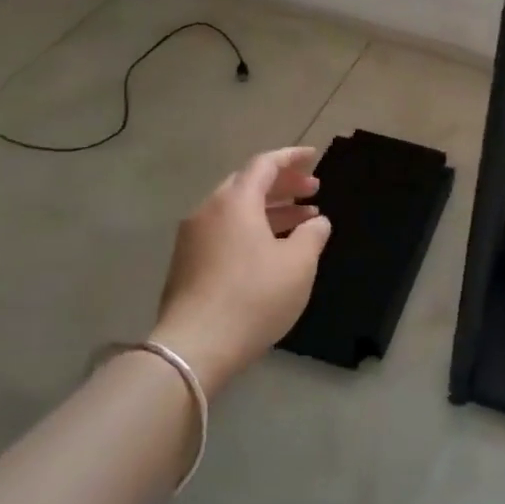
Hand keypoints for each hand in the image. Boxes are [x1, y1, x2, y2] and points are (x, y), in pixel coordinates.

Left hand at [155, 147, 331, 385]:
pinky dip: (252, 229)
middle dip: (283, 184)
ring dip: (270, 210)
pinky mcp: (187, 263)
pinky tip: (273, 248)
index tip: (314, 156)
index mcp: (235, 202)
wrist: (194, 347)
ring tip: (302, 221)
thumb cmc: (254, 298)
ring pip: (236, 210)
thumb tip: (317, 220)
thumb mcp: (298, 264)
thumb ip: (312, 235)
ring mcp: (193, 238)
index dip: (292, 158)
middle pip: (248, 184)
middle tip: (313, 190)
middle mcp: (209, 211)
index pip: (265, 164)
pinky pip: (225, 231)